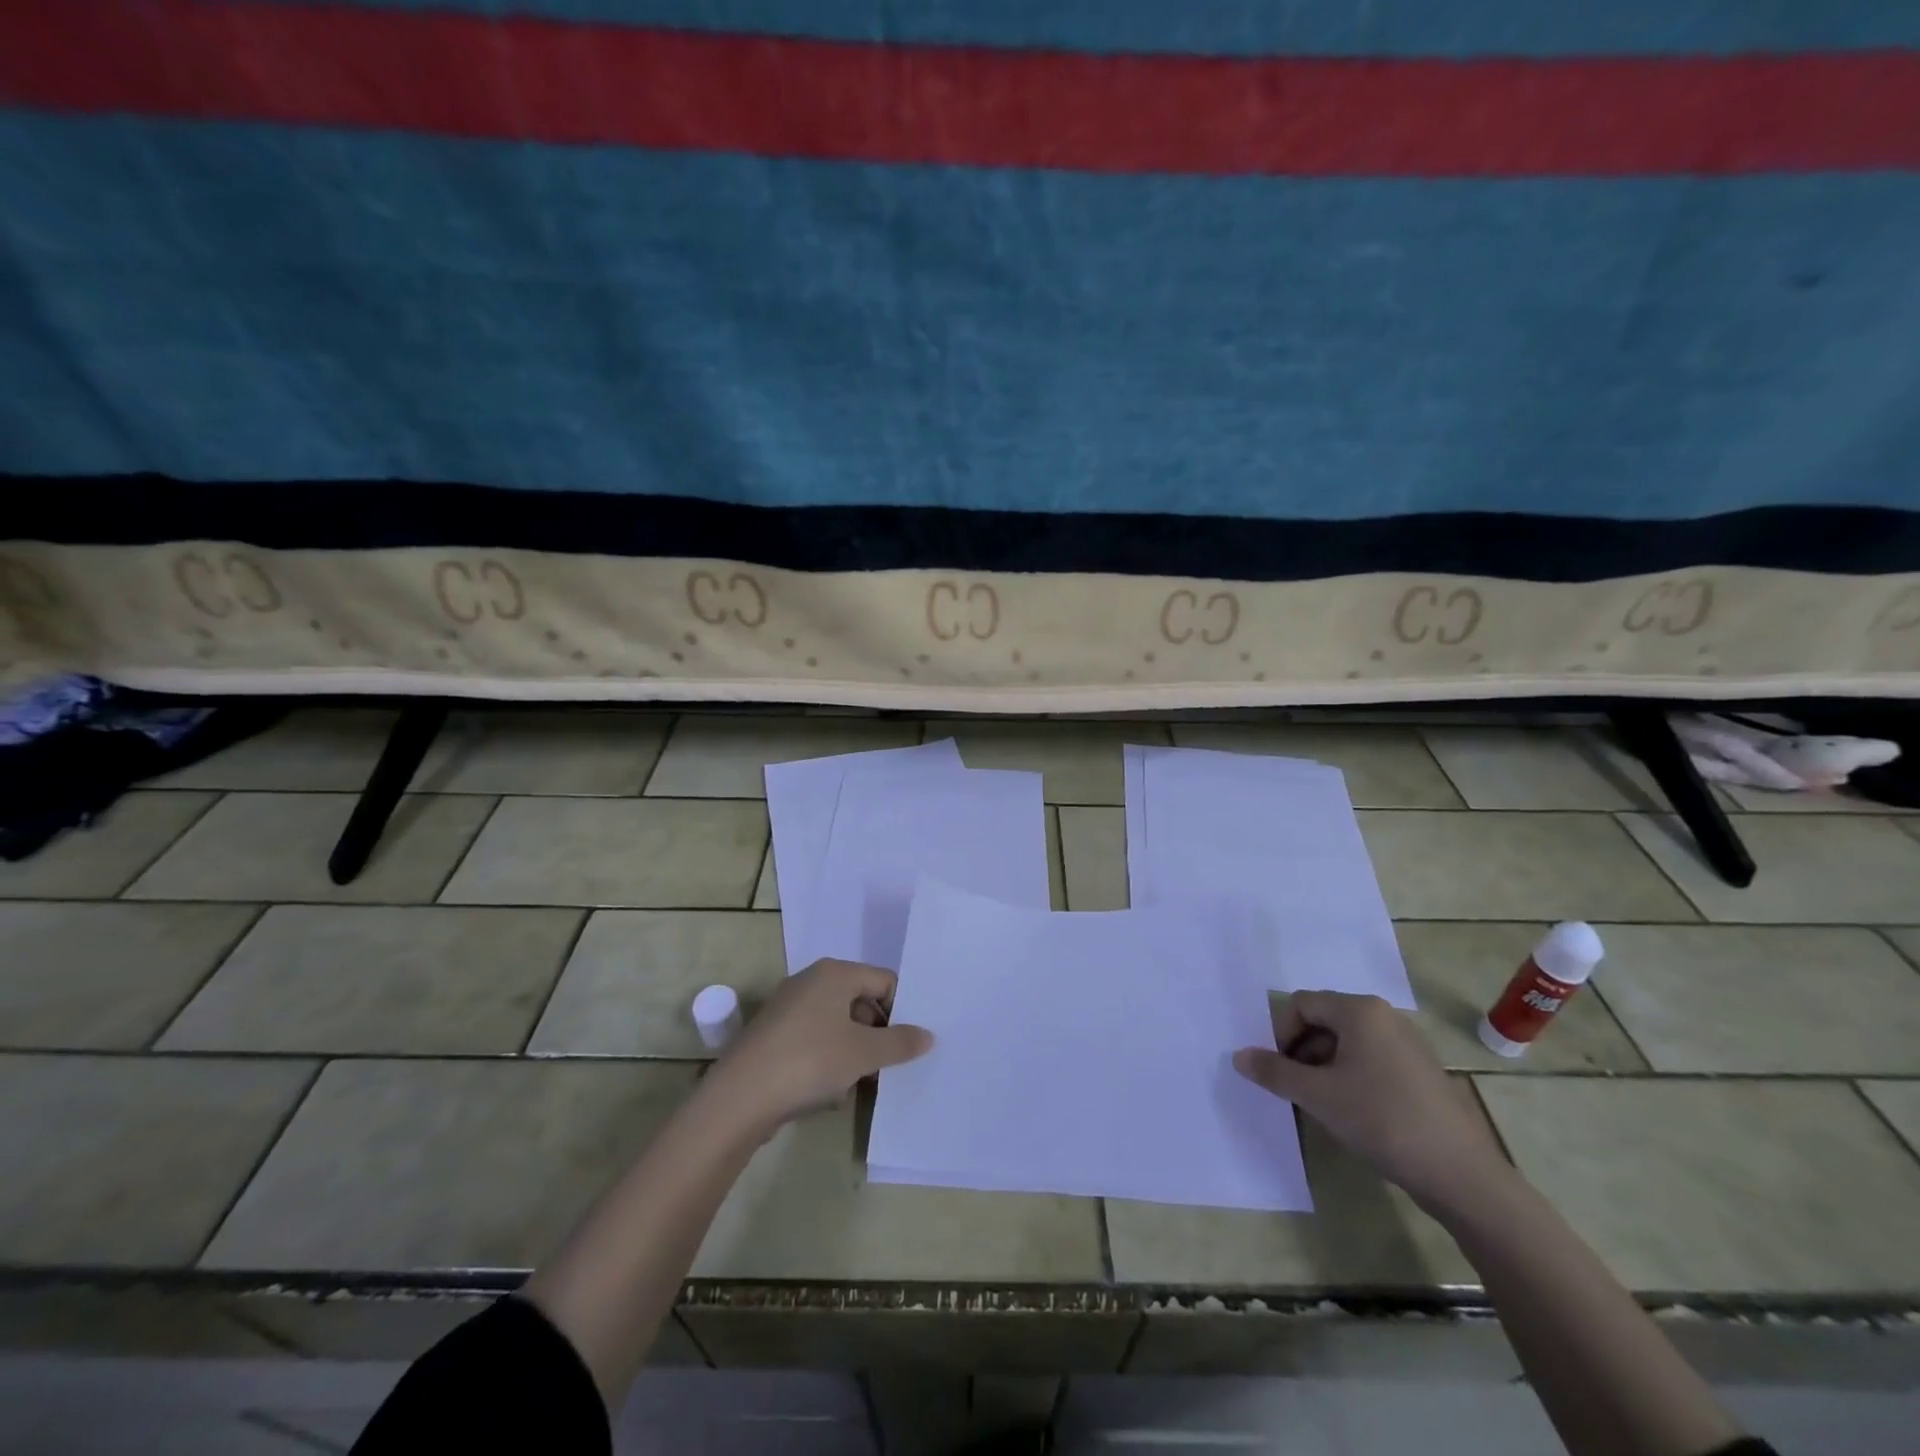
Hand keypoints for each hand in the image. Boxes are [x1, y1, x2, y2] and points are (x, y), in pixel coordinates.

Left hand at [703, 959, 932, 1135]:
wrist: (739, 1099)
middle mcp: (810, 982)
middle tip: (889, 1066)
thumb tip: (928, 1035)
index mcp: (834, 973)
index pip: (884, 981)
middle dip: (878, 1034)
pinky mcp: (773, 1037)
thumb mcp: (864, 1054)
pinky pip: (814, 1042)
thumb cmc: (809, 1061)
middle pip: (860, 1001)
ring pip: (837, 1025)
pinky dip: (828, 1061)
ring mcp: (788, 1009)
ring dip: (854, 1052)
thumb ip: (900, 1042)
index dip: (902, 1010)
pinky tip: (830, 1093)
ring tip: (860, 1084)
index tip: (910, 1043)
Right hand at [1234, 990, 1508, 1216]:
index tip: (1278, 1070)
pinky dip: (1350, 1077)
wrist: (1461, 1174)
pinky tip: (1351, 1112)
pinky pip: (1371, 1060)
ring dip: (1323, 1066)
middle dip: (1301, 1051)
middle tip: (1294, 1088)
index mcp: (1360, 1010)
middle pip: (1324, 1020)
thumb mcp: (1318, 1095)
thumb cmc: (1382, 1119)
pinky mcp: (1420, 1071)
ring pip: (1347, 1043)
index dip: (1281, 1033)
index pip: (1302, 1004)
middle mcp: (1384, 1016)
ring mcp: (1407, 1044)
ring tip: (1320, 1104)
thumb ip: (1274, 1072)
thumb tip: (1238, 1056)